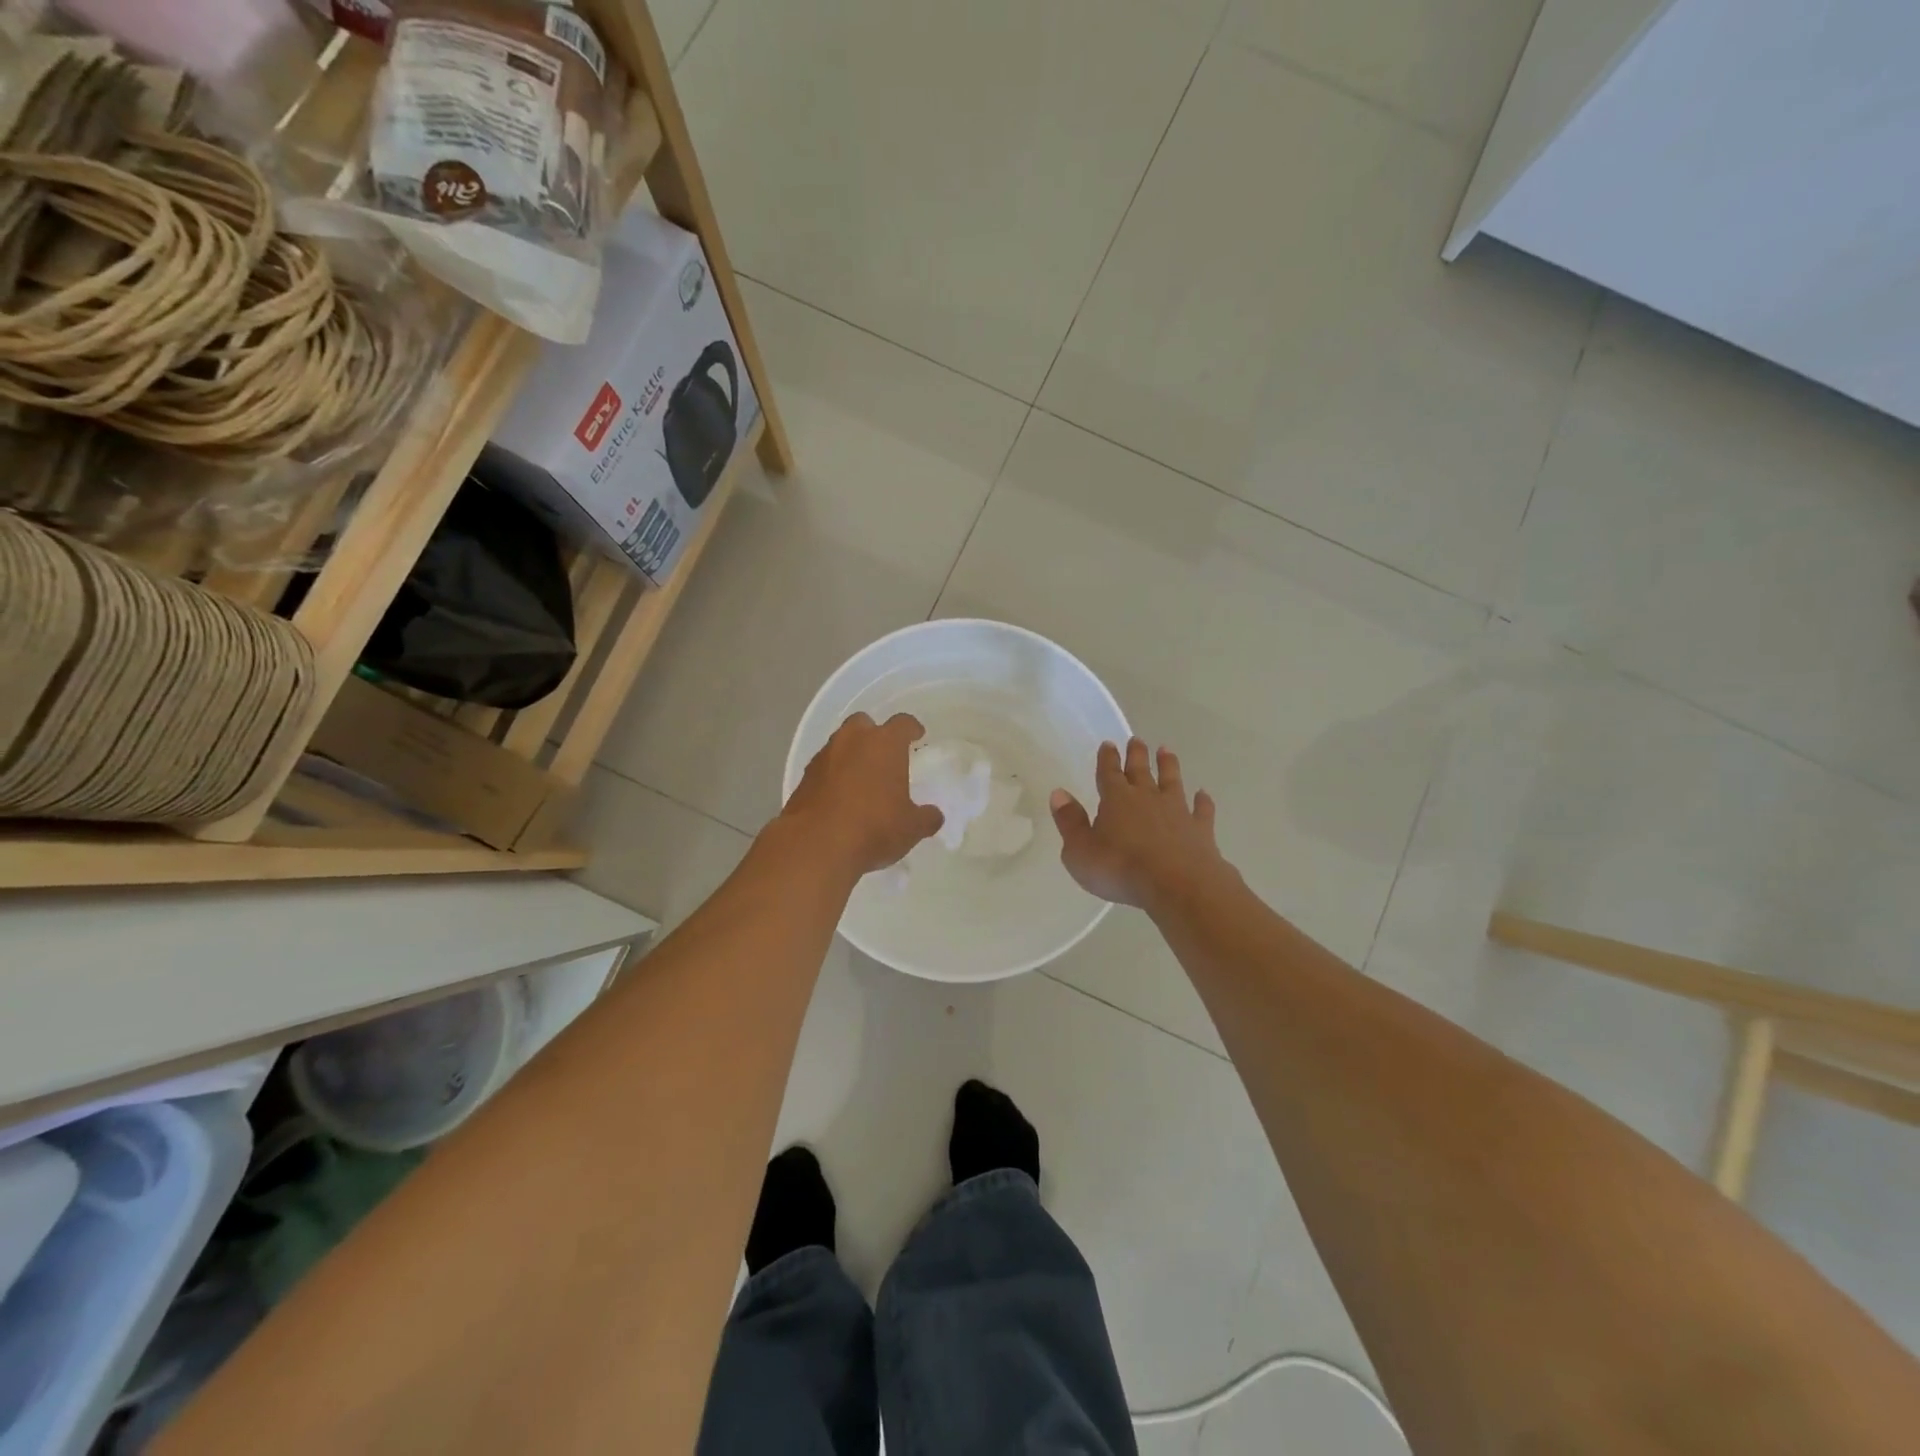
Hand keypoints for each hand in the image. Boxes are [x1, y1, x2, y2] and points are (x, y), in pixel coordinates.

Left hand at [782, 712, 944, 874]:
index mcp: (884, 744)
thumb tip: (933, 816)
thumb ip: (926, 818)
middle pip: (863, 723)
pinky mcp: (804, 778)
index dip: (911, 728)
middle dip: (874, 734)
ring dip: (851, 755)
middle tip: (884, 754)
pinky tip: (840, 798)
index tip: (917, 735)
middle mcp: (852, 741)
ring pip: (840, 744)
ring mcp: (823, 757)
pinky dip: (833, 775)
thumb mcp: (911, 828)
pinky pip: (824, 768)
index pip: (902, 724)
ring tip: (862, 779)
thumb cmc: (874, 828)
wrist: (815, 845)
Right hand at [1050, 738, 1230, 909]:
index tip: (1108, 744)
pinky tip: (1203, 794)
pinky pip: (1202, 810)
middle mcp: (1147, 798)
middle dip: (1136, 754)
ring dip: (1168, 766)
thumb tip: (1059, 794)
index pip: (1109, 773)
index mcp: (1116, 800)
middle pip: (1140, 770)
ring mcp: (1177, 811)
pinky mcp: (1200, 830)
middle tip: (1137, 739)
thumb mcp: (1080, 851)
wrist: (1178, 885)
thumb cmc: (1121, 868)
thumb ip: (1070, 822)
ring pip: (1172, 781)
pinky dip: (1202, 801)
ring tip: (1166, 750)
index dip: (1107, 758)